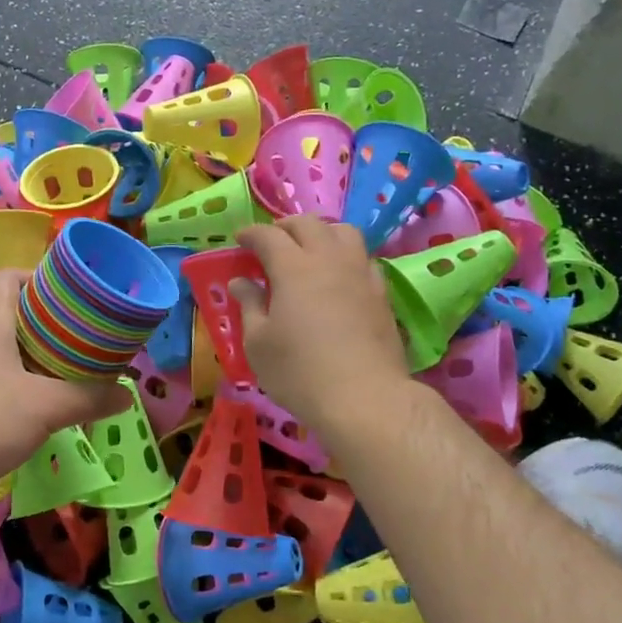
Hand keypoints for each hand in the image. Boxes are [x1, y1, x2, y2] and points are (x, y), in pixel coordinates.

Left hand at [0, 270, 129, 500]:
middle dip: (50, 319)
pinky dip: (19, 373)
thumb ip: (89, 398)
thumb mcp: (45, 408)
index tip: (77, 299)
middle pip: (13, 308)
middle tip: (84, 336)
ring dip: (36, 350)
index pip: (13, 276)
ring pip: (4, 341)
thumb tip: (127, 395)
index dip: (45, 279)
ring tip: (70, 366)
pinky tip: (39, 398)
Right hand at [232, 217, 410, 432]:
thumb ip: (250, 305)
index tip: (239, 240)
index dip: (251, 233)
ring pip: (344, 233)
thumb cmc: (300, 372)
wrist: (365, 399)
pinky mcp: (382, 294)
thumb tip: (241, 282)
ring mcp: (361, 274)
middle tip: (271, 242)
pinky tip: (339, 278)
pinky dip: (346, 257)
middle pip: (309, 224)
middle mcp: (329, 260)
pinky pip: (364, 258)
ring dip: (321, 233)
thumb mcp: (259, 343)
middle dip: (285, 227)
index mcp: (293, 268)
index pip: (269, 235)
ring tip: (309, 251)